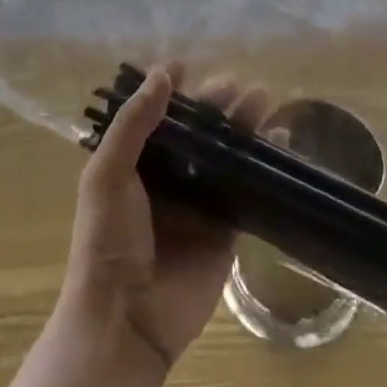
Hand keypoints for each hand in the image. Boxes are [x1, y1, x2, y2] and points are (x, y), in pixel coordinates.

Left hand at [62, 65, 267, 372]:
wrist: (126, 320)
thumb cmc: (107, 241)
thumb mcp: (108, 175)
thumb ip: (134, 124)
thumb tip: (164, 73)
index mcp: (133, 163)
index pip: (156, 116)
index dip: (173, 91)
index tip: (189, 66)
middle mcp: (167, 177)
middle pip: (196, 131)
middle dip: (216, 105)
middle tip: (239, 85)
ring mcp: (198, 202)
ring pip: (225, 153)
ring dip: (243, 126)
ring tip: (264, 100)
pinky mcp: (226, 228)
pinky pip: (246, 188)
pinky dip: (262, 164)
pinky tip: (279, 141)